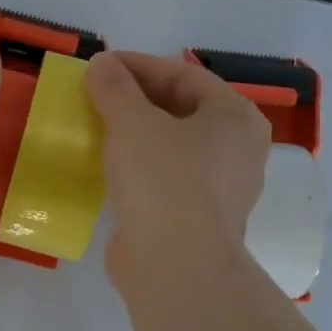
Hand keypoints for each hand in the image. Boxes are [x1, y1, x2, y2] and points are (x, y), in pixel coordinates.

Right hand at [85, 51, 270, 289]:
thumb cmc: (163, 180)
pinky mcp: (196, 217)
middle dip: (135, 99)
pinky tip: (106, 164)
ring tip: (96, 125)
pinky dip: (137, 165)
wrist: (175, 266)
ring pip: (171, 145)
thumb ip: (115, 88)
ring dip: (134, 132)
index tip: (99, 65)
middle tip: (95, 94)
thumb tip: (101, 64)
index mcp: (234, 117)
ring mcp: (220, 187)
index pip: (183, 75)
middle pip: (180, 108)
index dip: (137, 65)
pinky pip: (164, 177)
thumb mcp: (132, 122)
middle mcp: (237, 149)